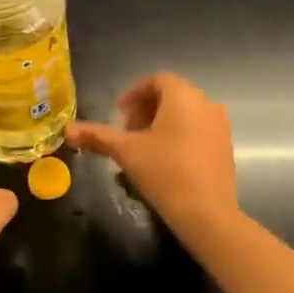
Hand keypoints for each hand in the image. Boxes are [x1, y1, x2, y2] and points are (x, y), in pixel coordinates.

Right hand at [67, 72, 237, 235]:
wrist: (207, 213)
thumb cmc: (164, 172)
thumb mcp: (126, 152)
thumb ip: (97, 136)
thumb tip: (67, 130)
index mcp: (183, 96)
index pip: (157, 80)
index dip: (134, 93)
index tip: (119, 113)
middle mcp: (206, 103)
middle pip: (172, 95)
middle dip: (146, 109)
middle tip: (128, 133)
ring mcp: (220, 125)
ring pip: (185, 114)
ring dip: (161, 124)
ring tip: (143, 149)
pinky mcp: (225, 146)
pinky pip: (198, 130)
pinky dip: (179, 135)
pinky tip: (165, 162)